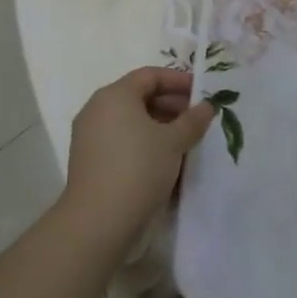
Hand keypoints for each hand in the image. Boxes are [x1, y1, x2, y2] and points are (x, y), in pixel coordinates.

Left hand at [59, 67, 213, 246]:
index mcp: (115, 95)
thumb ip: (193, 120)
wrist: (98, 222)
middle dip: (171, 105)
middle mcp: (97, 110)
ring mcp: (90, 137)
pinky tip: (166, 161)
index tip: (203, 92)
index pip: (150, 76)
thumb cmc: (139, 168)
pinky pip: (122, 141)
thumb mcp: (174, 141)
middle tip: (198, 119)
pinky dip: (144, 143)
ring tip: (186, 141)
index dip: (179, 81)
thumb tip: (206, 106)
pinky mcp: (89, 161)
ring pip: (131, 122)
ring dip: (160, 127)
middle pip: (139, 97)